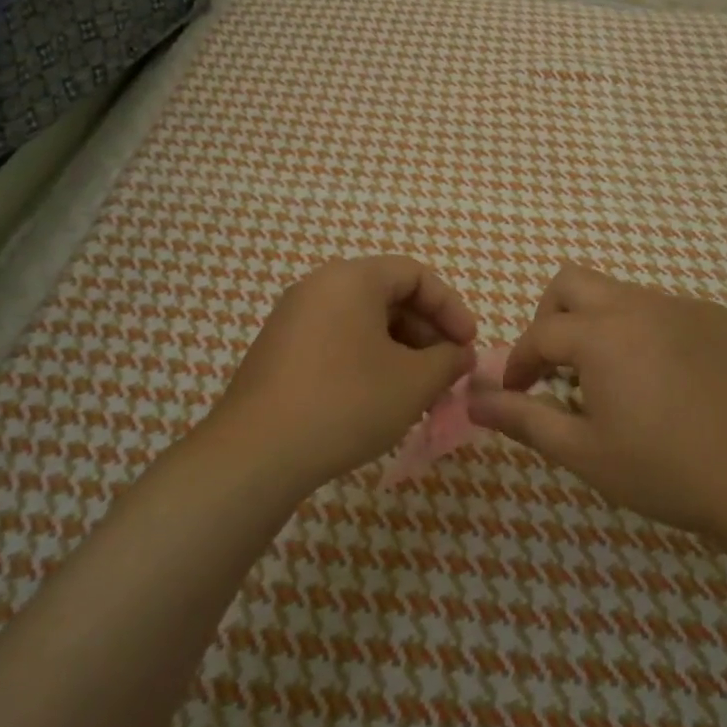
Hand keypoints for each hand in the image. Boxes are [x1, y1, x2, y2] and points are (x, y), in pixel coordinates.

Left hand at [204, 256, 477, 490]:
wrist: (257, 452)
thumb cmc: (347, 402)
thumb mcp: (414, 382)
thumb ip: (448, 360)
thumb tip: (460, 354)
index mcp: (351, 279)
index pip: (415, 274)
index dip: (451, 307)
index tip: (468, 346)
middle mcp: (318, 287)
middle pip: (387, 296)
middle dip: (426, 334)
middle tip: (446, 373)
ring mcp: (292, 319)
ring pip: (362, 323)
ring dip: (399, 352)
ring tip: (418, 394)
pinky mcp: (279, 351)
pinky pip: (336, 341)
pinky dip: (367, 361)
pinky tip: (380, 401)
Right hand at [467, 264, 726, 539]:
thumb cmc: (666, 471)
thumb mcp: (584, 452)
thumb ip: (523, 418)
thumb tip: (471, 398)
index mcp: (602, 335)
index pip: (539, 333)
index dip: (518, 363)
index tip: (516, 394)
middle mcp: (639, 305)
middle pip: (572, 283)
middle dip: (550, 318)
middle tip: (557, 369)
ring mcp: (684, 307)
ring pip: (619, 294)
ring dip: (598, 325)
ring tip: (611, 381)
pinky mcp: (718, 320)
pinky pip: (663, 310)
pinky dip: (643, 332)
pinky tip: (663, 381)